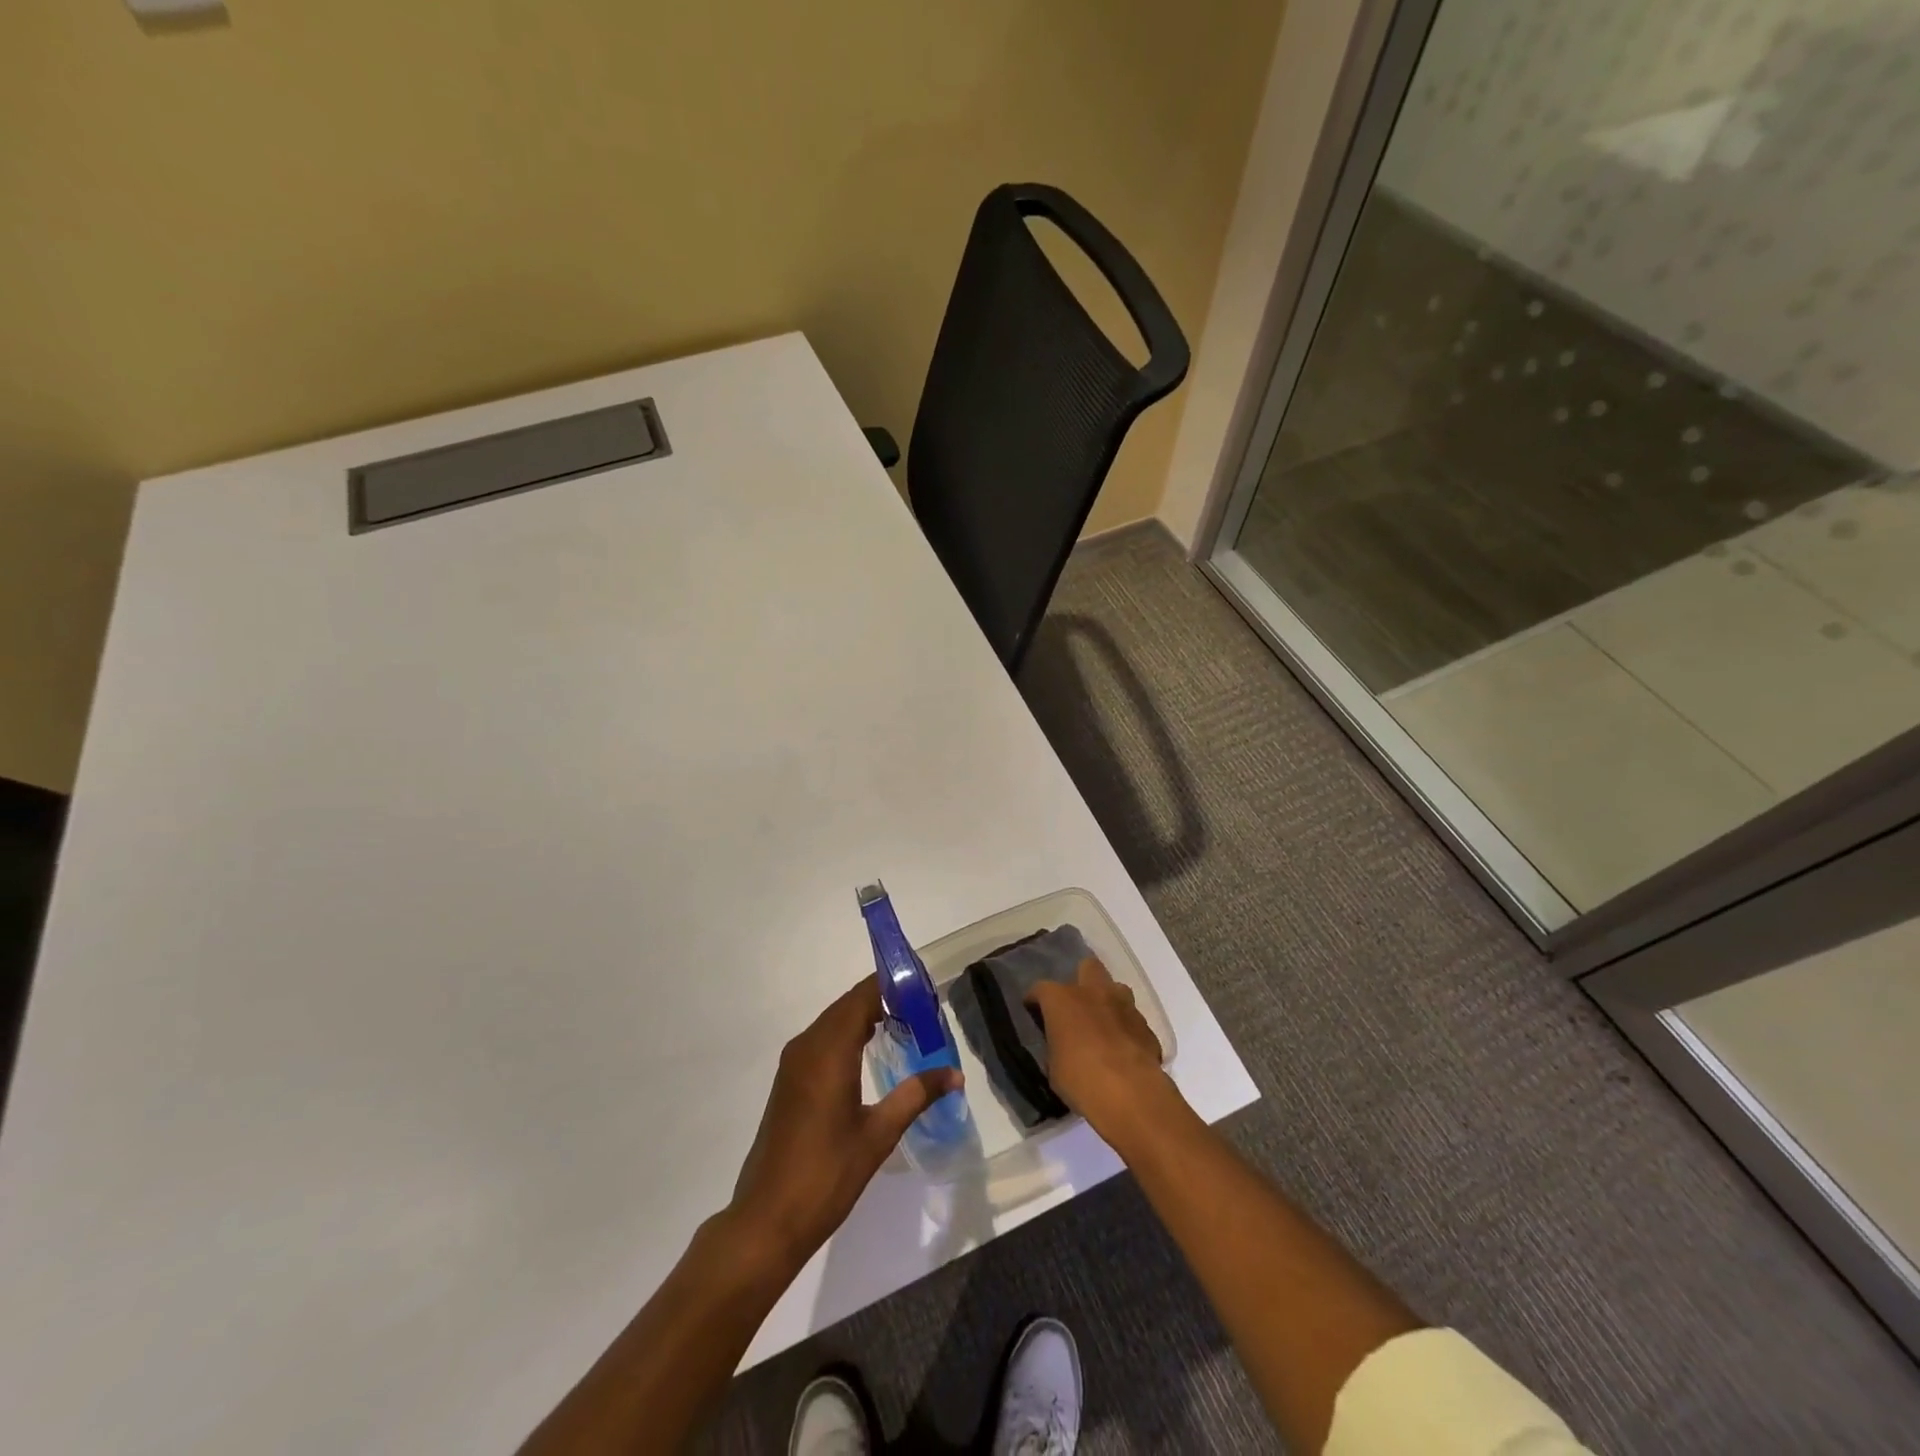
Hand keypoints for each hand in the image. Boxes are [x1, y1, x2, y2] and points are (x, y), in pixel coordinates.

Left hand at [727, 978, 960, 1272]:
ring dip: (866, 1017)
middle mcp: (807, 1046)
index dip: (893, 985)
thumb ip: (916, 1095)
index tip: (925, 987)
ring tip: (906, 1025)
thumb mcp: (878, 1135)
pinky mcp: (789, 1081)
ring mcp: (793, 1063)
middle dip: (884, 999)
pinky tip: (872, 1052)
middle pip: (849, 1005)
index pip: (863, 996)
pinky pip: (823, 1040)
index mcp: (828, 1051)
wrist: (766, 1221)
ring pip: (834, 1022)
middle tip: (924, 1008)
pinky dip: (849, 1035)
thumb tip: (954, 1073)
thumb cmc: (825, 1175)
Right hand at [1028, 955, 1174, 1140]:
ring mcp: (1124, 1005)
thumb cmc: (1080, 1078)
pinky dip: (1127, 1028)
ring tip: (1103, 1024)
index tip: (1034, 1011)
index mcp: (1062, 999)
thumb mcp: (1054, 1066)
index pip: (1041, 989)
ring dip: (1109, 1002)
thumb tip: (1061, 1045)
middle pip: (1087, 967)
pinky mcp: (1147, 1026)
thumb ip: (1056, 1046)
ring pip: (1116, 989)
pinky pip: (1133, 1019)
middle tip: (1077, 1005)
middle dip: (1082, 980)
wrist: (1130, 1093)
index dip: (1036, 1000)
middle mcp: (1094, 992)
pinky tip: (1123, 1048)